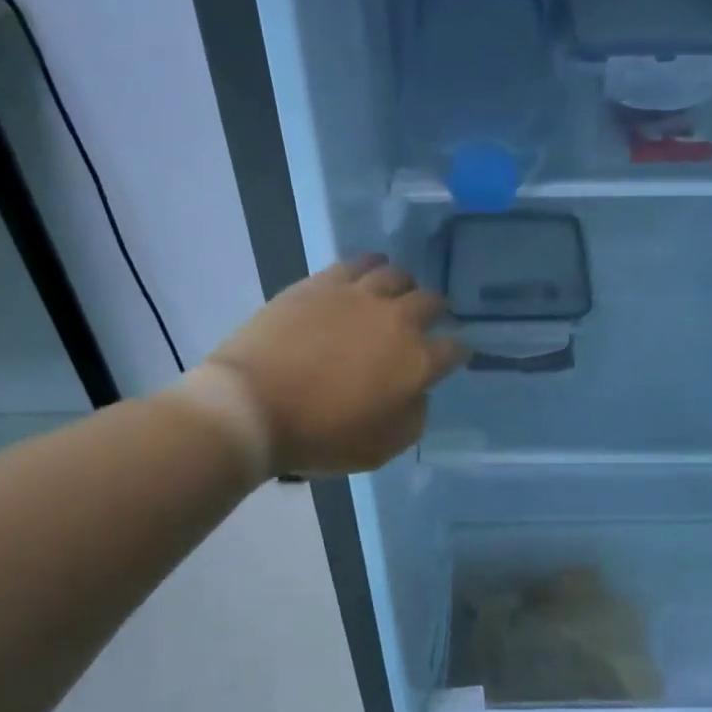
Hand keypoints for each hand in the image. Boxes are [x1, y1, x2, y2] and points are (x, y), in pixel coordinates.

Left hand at [208, 255, 469, 476]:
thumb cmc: (321, 436)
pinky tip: (367, 275)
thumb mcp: (382, 447)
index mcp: (417, 361)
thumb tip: (418, 392)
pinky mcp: (322, 282)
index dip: (457, 353)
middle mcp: (397, 319)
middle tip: (425, 323)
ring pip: (397, 275)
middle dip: (435, 313)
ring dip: (404, 286)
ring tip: (395, 295)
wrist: (253, 406)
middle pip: (431, 302)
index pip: (454, 349)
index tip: (452, 358)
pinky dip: (371, 268)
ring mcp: (359, 295)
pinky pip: (358, 263)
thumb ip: (413, 417)